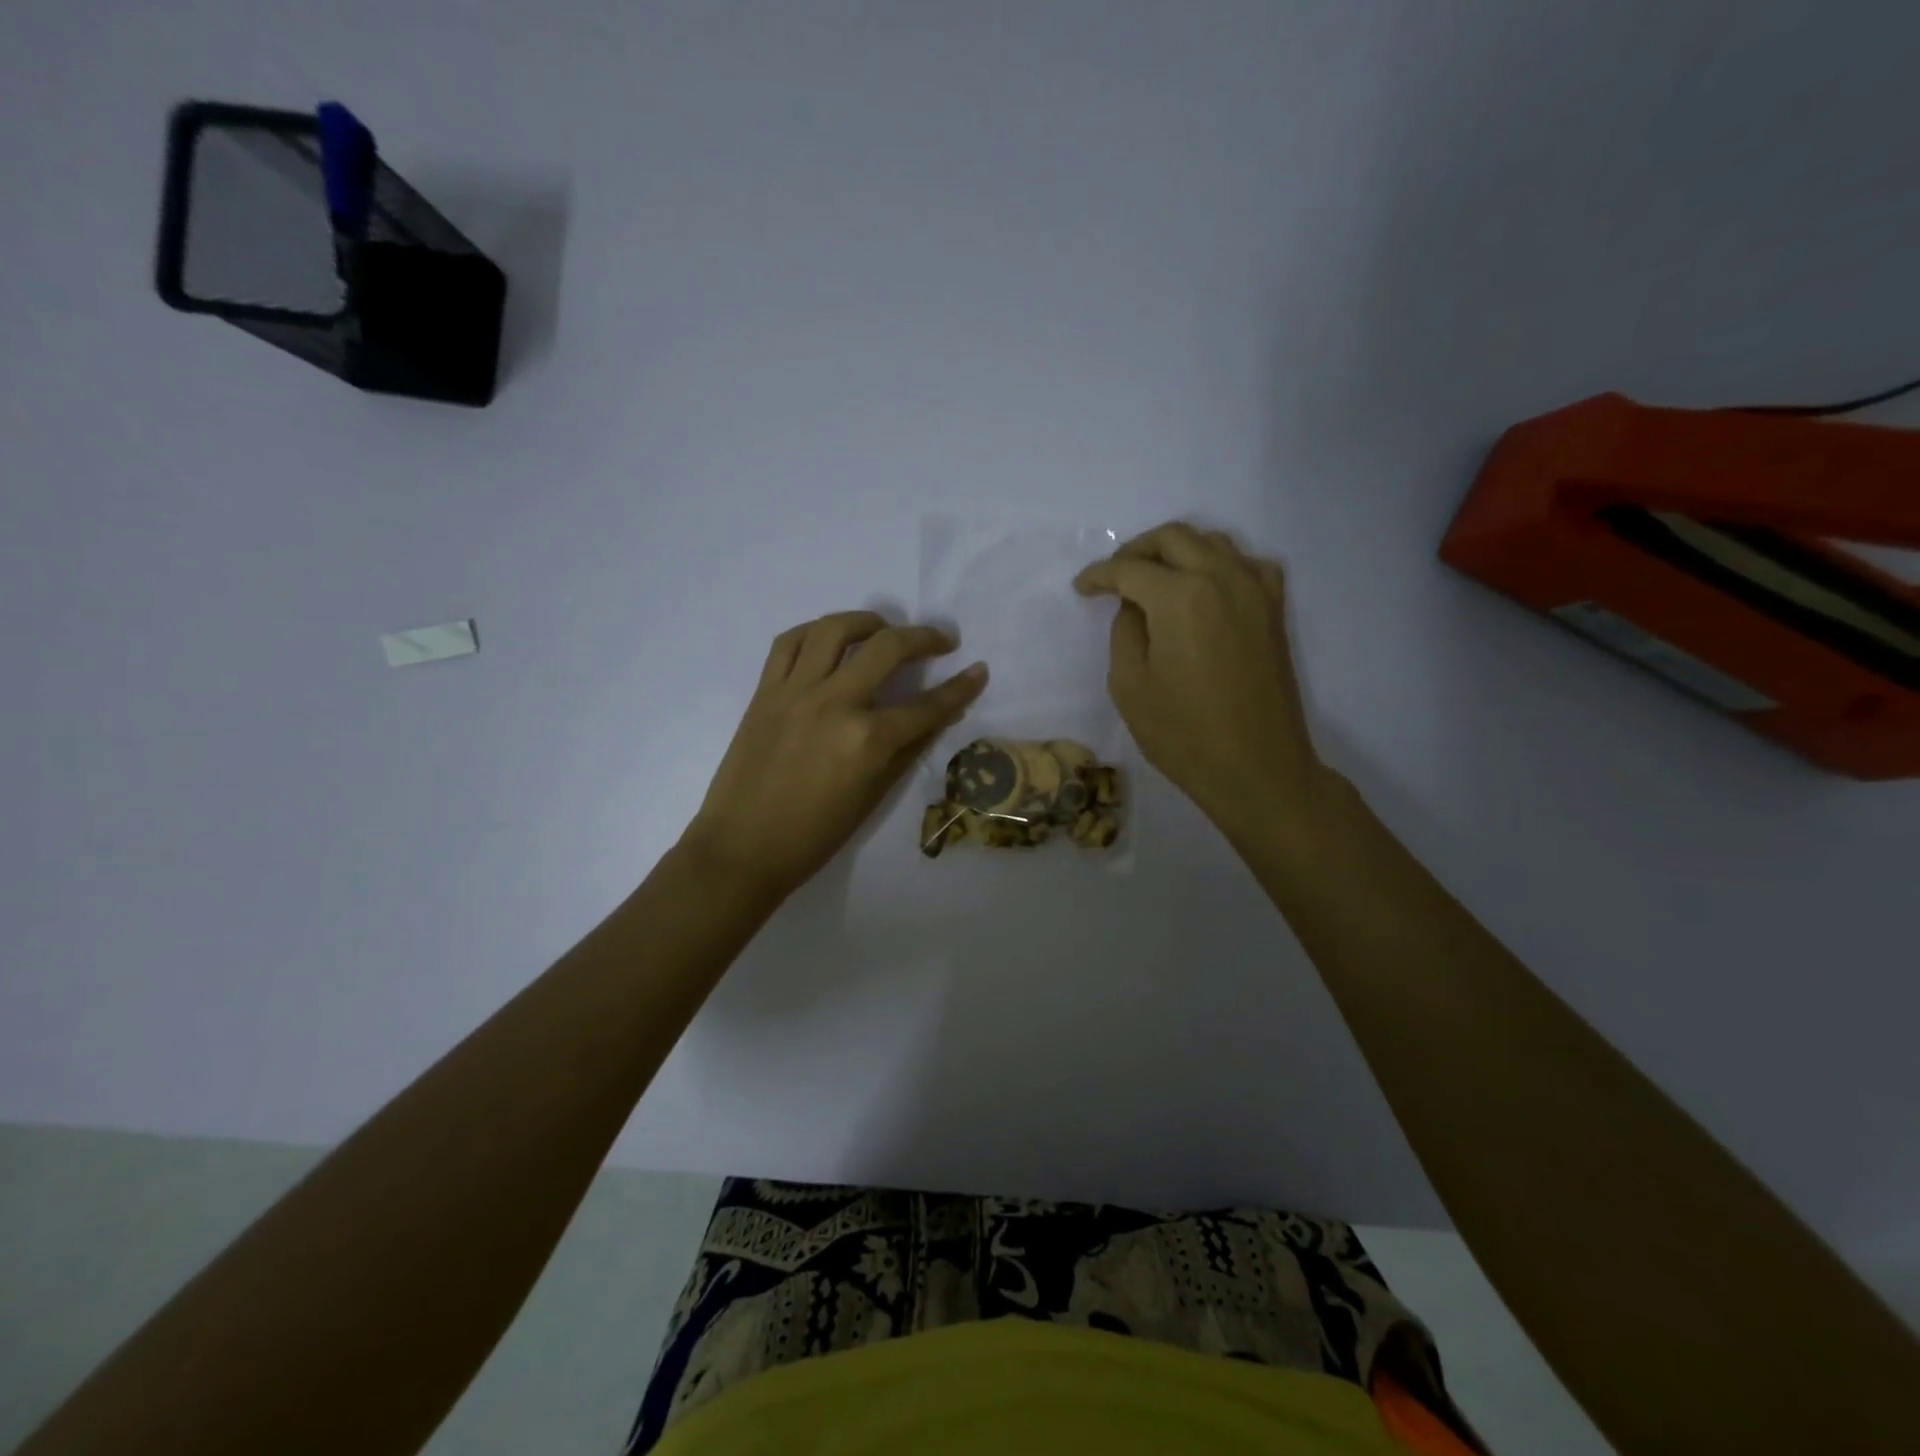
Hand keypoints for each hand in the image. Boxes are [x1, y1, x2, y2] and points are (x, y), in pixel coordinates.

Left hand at [685, 611, 987, 901]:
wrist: (741, 849)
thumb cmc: (814, 836)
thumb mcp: (873, 798)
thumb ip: (908, 750)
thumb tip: (938, 717)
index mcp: (867, 741)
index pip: (927, 706)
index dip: (961, 688)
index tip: (979, 670)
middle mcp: (835, 703)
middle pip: (888, 649)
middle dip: (924, 638)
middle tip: (942, 641)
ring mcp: (795, 692)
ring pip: (835, 629)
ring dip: (869, 621)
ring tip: (884, 629)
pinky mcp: (764, 691)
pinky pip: (789, 642)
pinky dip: (815, 631)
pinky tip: (831, 639)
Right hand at [1075, 522, 1319, 833]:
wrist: (1257, 768)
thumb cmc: (1183, 734)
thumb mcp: (1129, 686)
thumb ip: (1125, 631)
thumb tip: (1135, 606)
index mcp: (1180, 597)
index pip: (1130, 569)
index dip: (1099, 575)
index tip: (1081, 588)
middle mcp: (1222, 578)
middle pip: (1173, 538)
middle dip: (1136, 550)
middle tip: (1113, 577)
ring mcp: (1255, 590)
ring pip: (1212, 541)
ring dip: (1176, 550)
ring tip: (1153, 577)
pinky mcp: (1274, 609)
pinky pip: (1245, 563)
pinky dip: (1218, 563)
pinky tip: (1204, 587)